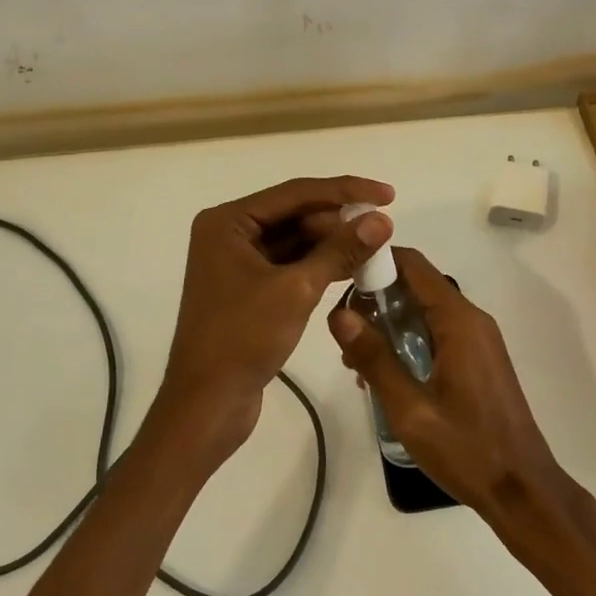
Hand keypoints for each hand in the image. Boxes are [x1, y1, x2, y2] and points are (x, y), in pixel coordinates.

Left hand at [152, 176, 394, 468]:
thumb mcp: (297, 289)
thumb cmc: (243, 338)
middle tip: (383, 229)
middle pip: (295, 215)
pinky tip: (352, 270)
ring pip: (294, 241)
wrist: (207, 404)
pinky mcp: (248, 289)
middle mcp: (229, 234)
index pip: (296, 192)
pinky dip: (319, 266)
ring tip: (375, 248)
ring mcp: (237, 263)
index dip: (345, 191)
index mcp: (228, 222)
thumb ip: (340, 251)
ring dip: (332, 244)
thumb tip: (382, 220)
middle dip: (338, 221)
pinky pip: (290, 265)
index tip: (388, 194)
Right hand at [327, 247, 564, 520]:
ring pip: (425, 312)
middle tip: (344, 336)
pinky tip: (387, 378)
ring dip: (389, 326)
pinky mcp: (478, 360)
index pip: (412, 265)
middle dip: (376, 300)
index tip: (340, 278)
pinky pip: (437, 334)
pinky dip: (409, 342)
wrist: (523, 490)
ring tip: (358, 364)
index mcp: (459, 321)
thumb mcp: (410, 409)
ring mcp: (478, 340)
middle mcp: (471, 320)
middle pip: (416, 286)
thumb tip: (339, 313)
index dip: (375, 261)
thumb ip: (374, 358)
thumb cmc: (467, 449)